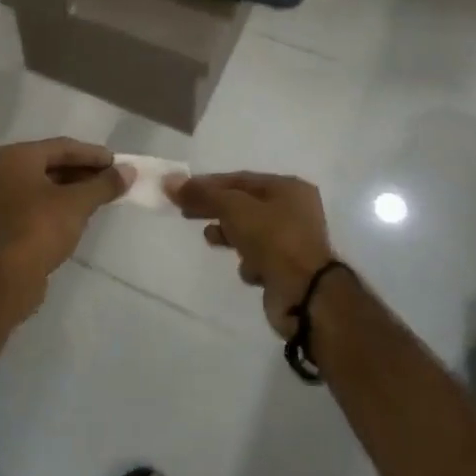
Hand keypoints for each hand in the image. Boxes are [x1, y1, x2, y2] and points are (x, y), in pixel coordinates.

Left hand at [0, 139, 128, 322]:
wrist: (7, 278)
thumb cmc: (41, 228)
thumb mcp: (78, 203)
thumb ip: (104, 184)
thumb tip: (129, 171)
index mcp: (17, 156)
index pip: (63, 147)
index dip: (93, 155)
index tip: (118, 163)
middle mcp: (3, 170)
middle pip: (52, 163)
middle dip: (84, 171)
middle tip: (112, 179)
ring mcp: (1, 196)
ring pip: (45, 184)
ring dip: (74, 188)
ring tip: (102, 195)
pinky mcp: (4, 221)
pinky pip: (37, 201)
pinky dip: (59, 202)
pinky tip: (80, 212)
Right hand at [167, 172, 335, 334]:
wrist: (306, 295)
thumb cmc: (273, 239)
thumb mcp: (234, 209)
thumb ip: (202, 194)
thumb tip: (169, 181)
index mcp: (289, 188)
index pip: (240, 179)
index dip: (209, 184)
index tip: (181, 192)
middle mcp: (295, 210)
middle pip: (244, 204)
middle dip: (216, 209)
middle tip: (187, 214)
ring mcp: (293, 241)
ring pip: (251, 231)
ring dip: (230, 235)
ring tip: (211, 239)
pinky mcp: (289, 269)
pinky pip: (260, 258)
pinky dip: (249, 262)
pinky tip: (248, 270)